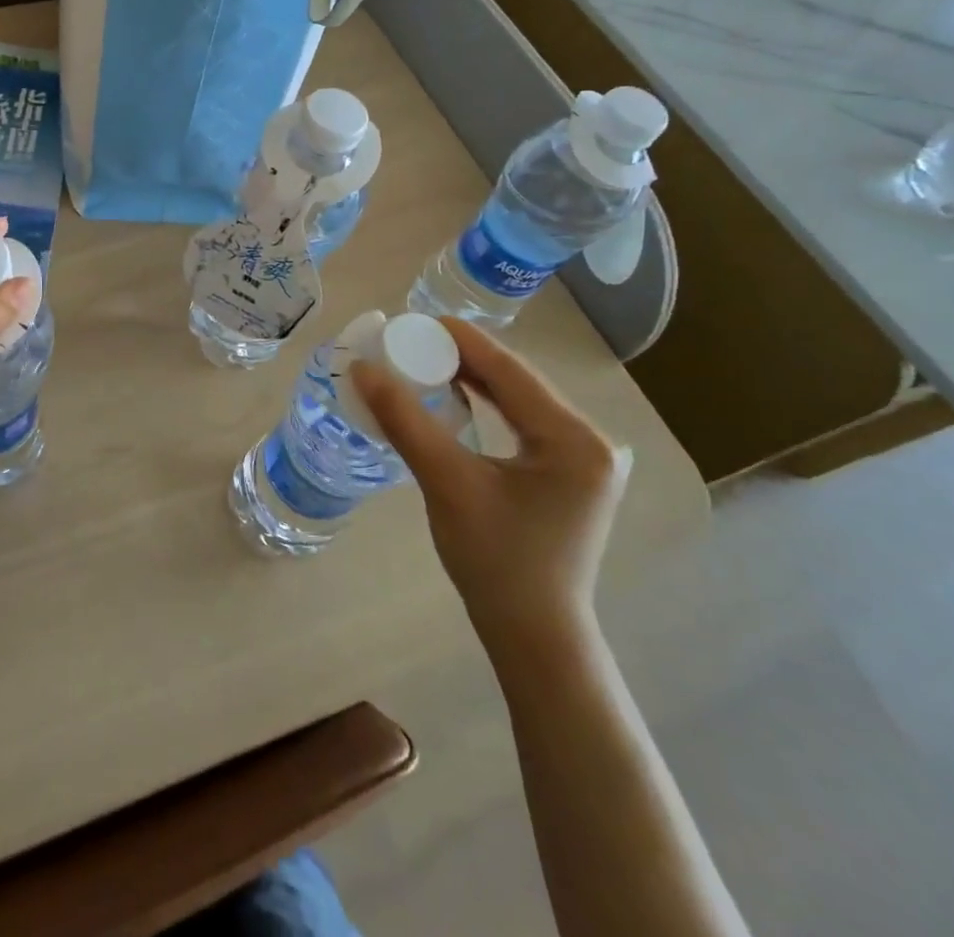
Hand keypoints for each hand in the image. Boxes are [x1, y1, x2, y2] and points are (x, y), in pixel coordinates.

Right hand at [351, 318, 630, 656]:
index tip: (411, 319)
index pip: (509, 369)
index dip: (458, 339)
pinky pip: (521, 421)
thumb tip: (362, 368)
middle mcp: (591, 439)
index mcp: (575, 438)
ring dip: (470, 379)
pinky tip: (453, 397)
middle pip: (515, 380)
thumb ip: (405, 420)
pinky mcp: (569, 471)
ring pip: (517, 399)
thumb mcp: (447, 483)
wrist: (533, 634)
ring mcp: (584, 457)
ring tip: (420, 361)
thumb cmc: (495, 562)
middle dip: (460, 357)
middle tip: (407, 341)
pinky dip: (485, 406)